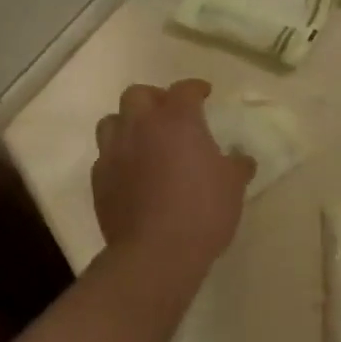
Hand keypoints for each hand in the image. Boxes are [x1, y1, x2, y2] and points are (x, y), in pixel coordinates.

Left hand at [92, 80, 251, 271]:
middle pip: (138, 95)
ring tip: (144, 140)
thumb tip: (241, 158)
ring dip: (128, 124)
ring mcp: (114, 153)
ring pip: (112, 121)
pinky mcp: (99, 180)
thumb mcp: (233, 186)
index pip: (184, 90)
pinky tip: (132, 172)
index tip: (204, 94)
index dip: (195, 88)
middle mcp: (140, 127)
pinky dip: (118, 156)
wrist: (156, 253)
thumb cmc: (203, 211)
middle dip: (154, 99)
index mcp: (177, 120)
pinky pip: (105, 156)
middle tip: (169, 114)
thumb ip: (237, 165)